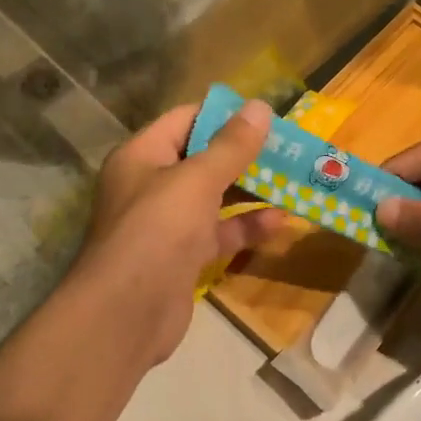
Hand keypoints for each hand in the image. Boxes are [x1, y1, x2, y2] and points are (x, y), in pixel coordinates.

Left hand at [67, 100, 283, 366]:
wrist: (126, 314)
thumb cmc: (157, 230)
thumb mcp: (197, 180)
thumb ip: (231, 146)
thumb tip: (260, 106)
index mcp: (142, 155)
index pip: (185, 120)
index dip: (224, 115)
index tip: (265, 115)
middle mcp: (151, 184)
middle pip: (202, 158)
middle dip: (244, 154)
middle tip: (289, 149)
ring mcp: (166, 223)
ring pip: (214, 197)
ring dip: (251, 190)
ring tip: (294, 181)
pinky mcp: (182, 256)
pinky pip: (218, 232)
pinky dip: (245, 227)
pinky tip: (280, 223)